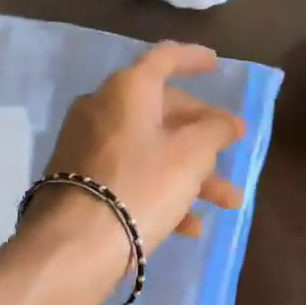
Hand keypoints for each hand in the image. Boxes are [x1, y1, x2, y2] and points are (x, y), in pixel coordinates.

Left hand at [33, 43, 245, 259]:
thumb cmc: (141, 186)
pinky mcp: (81, 181)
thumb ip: (216, 130)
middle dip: (203, 133)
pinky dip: (162, 190)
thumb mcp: (191, 156)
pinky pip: (131, 175)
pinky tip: (190, 225)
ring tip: (228, 201)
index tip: (215, 64)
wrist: (74, 246)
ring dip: (192, 172)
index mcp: (127, 90)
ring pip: (151, 148)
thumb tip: (228, 122)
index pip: (165, 58)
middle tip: (231, 146)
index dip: (193, 58)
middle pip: (162, 110)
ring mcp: (88, 146)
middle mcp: (102, 109)